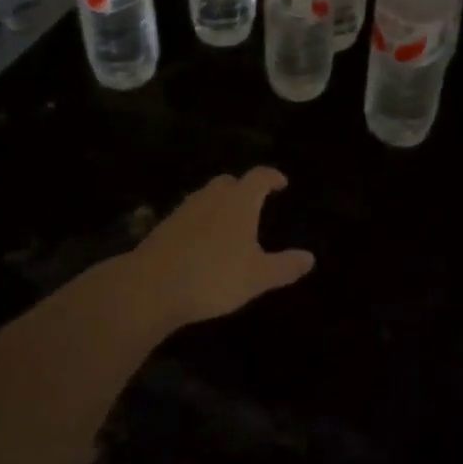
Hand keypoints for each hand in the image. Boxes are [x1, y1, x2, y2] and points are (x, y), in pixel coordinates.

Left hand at [129, 168, 313, 326]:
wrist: (152, 286)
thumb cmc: (214, 276)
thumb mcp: (257, 277)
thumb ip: (284, 266)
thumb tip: (310, 257)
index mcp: (239, 201)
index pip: (259, 177)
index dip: (272, 177)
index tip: (282, 183)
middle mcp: (212, 196)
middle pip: (230, 182)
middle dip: (243, 188)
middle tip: (254, 203)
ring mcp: (185, 209)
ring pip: (207, 196)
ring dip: (220, 204)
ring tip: (230, 224)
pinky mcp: (164, 225)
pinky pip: (191, 214)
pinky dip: (201, 221)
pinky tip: (203, 242)